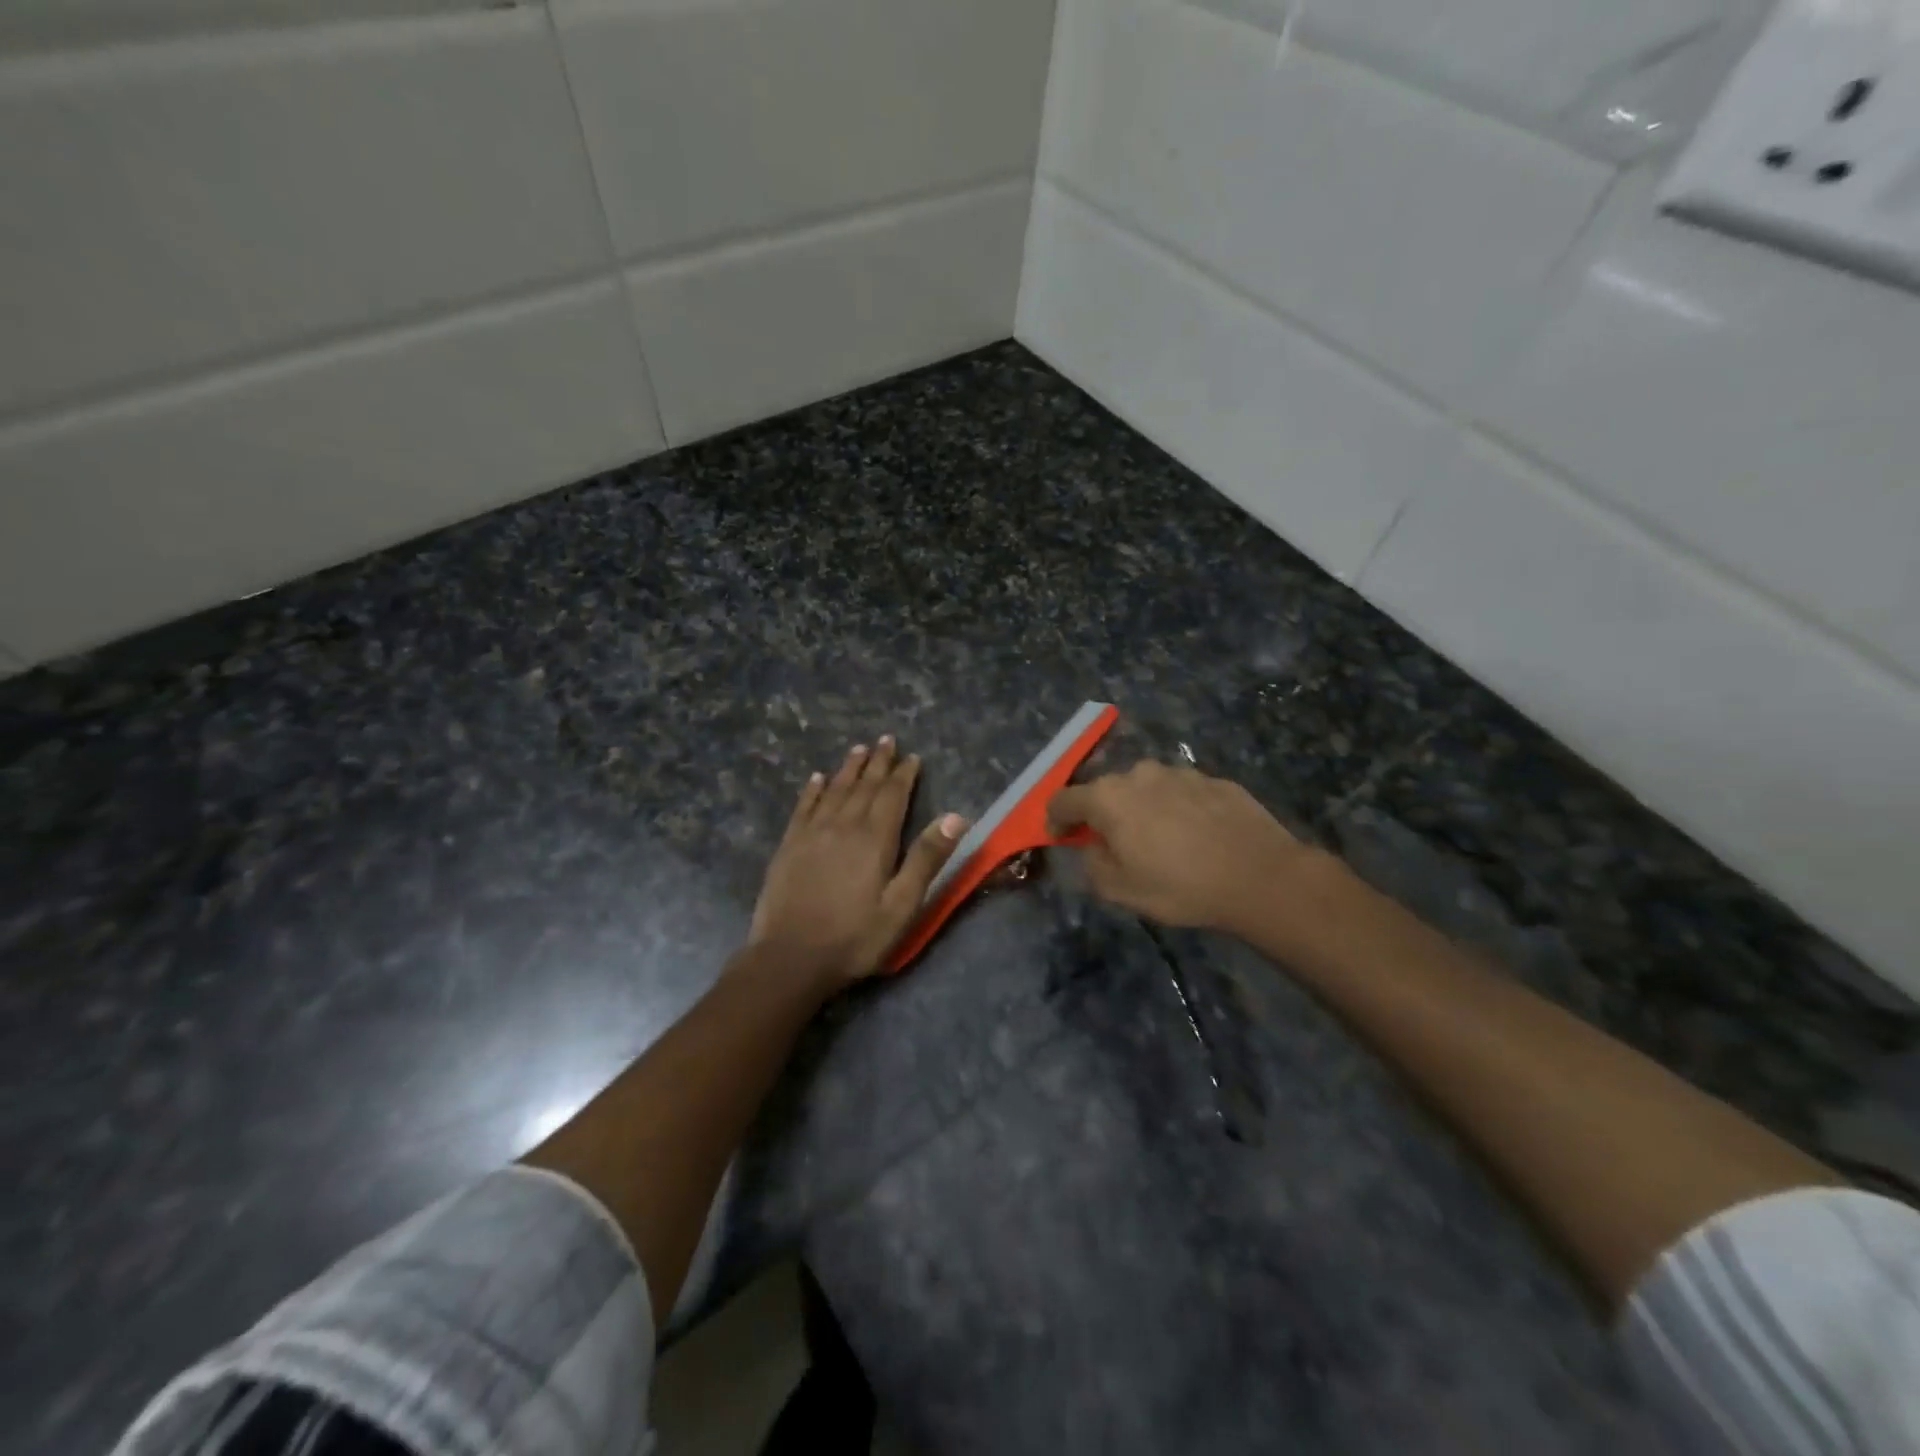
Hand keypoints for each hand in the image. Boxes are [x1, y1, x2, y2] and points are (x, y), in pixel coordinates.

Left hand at [750, 736, 966, 988]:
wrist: (790, 957)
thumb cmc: (854, 937)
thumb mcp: (902, 906)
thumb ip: (926, 859)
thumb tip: (956, 816)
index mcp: (874, 839)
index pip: (892, 795)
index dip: (903, 774)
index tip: (912, 757)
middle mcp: (843, 825)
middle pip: (863, 786)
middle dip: (877, 762)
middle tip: (886, 740)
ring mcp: (811, 833)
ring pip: (834, 790)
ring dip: (848, 768)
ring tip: (858, 749)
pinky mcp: (789, 845)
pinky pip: (804, 806)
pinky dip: (813, 789)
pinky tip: (817, 778)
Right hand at [1047, 760, 1314, 932]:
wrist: (1260, 876)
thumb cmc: (1180, 886)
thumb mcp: (1121, 891)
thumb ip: (1092, 865)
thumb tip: (1091, 848)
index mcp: (1108, 798)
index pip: (1063, 799)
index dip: (1055, 819)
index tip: (1061, 838)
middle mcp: (1139, 774)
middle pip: (1106, 790)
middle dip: (1103, 814)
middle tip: (1116, 845)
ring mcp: (1179, 772)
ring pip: (1146, 788)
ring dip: (1142, 809)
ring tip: (1161, 841)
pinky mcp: (1213, 779)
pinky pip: (1181, 792)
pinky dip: (1177, 809)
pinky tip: (1195, 836)